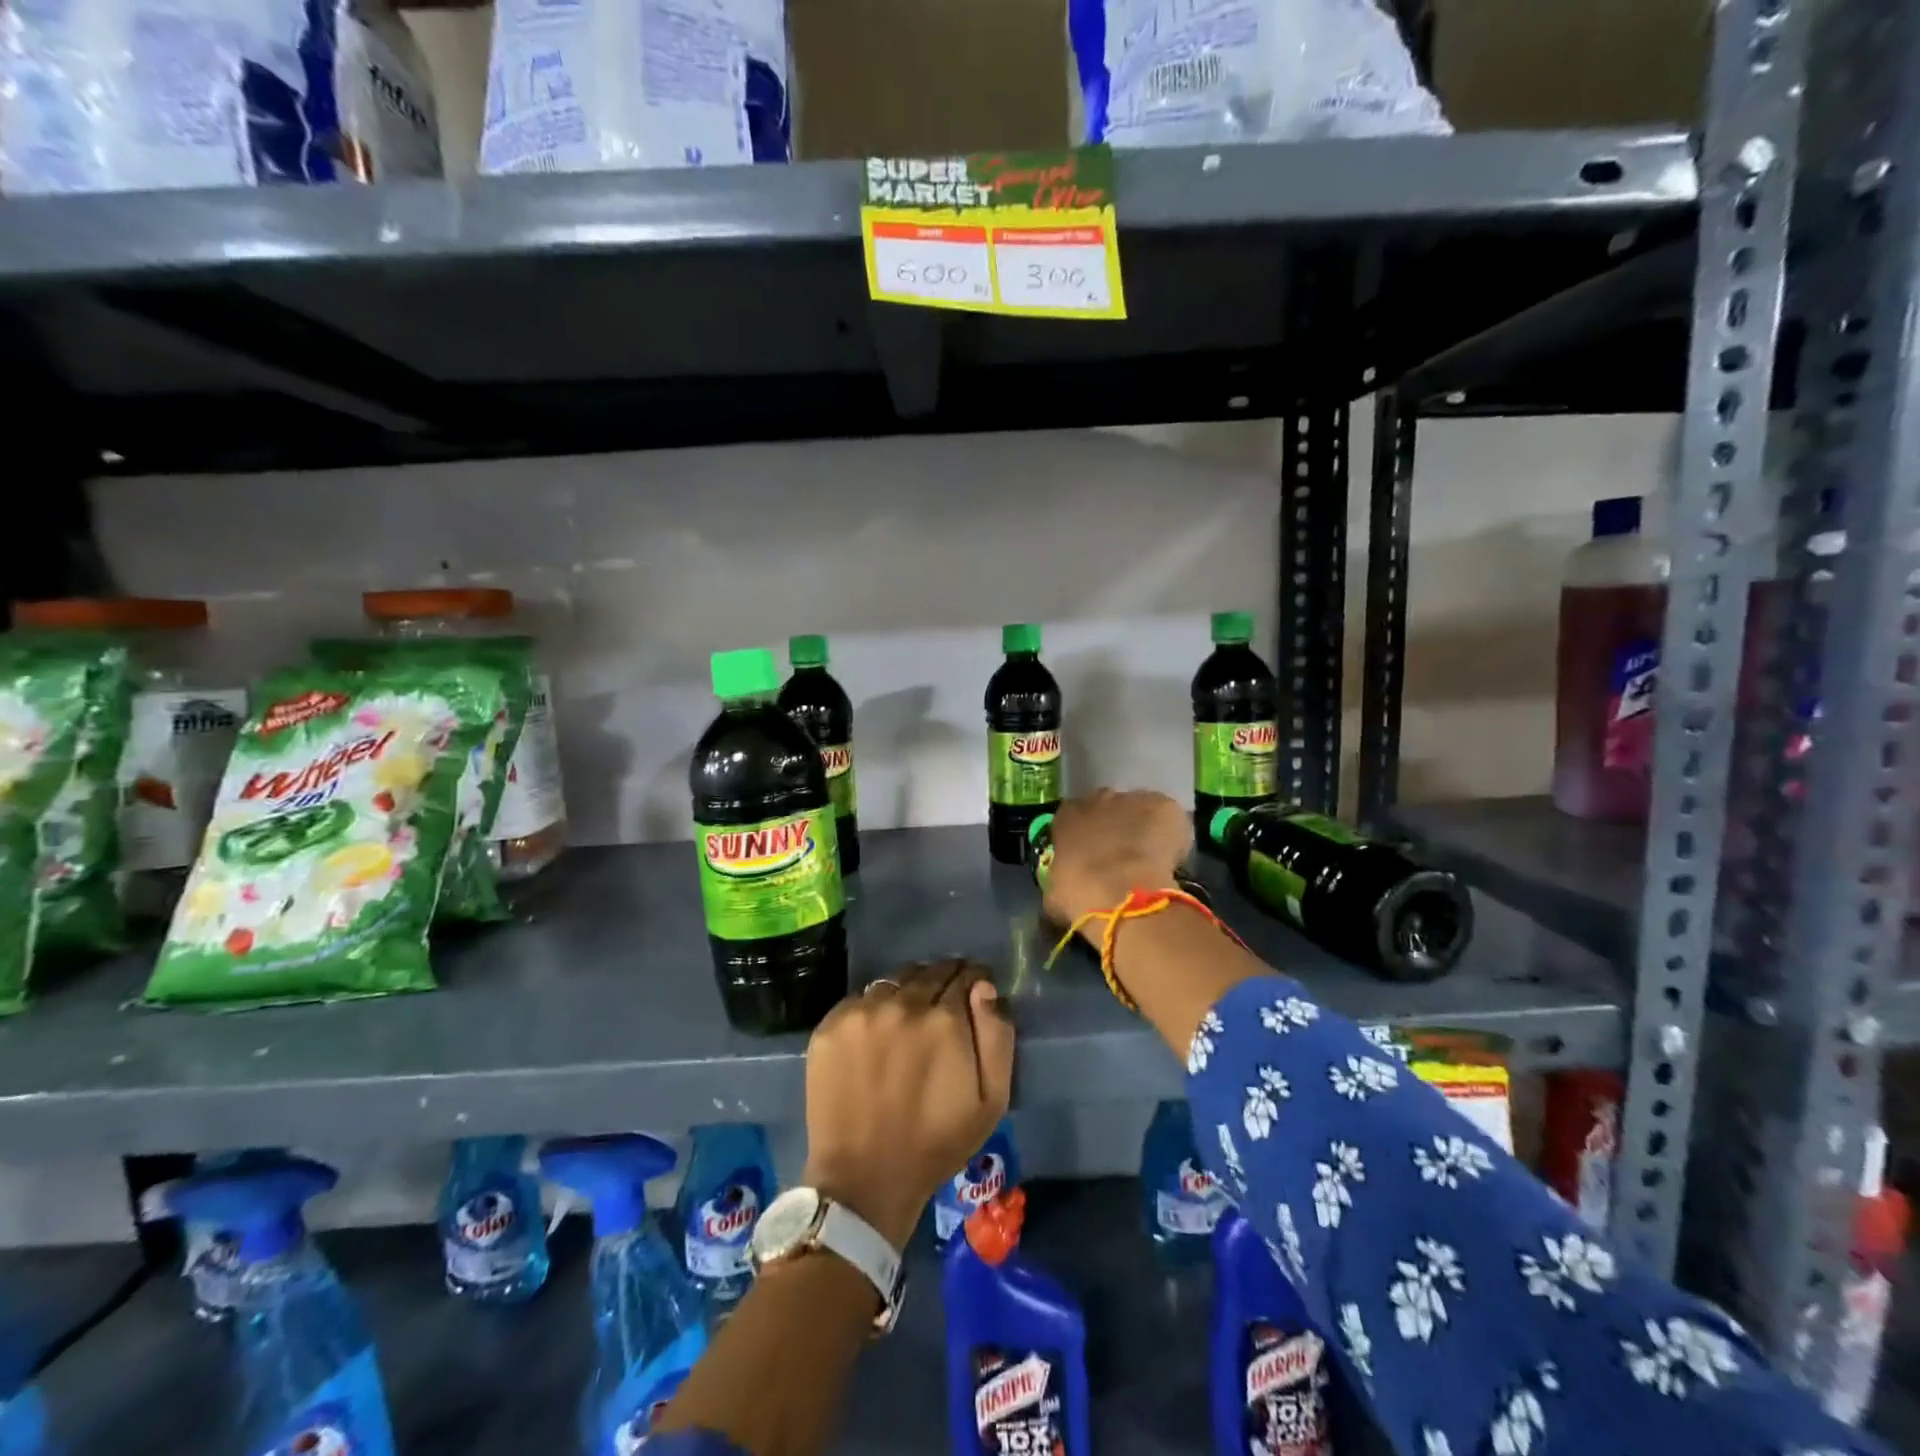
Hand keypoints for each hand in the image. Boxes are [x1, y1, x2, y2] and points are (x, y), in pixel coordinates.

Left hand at [801, 959, 1015, 1250]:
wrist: (864, 1179)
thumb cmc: (936, 1143)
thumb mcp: (991, 1100)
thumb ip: (997, 1035)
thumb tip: (985, 987)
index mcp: (944, 1019)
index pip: (965, 975)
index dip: (974, 982)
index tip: (974, 996)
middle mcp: (902, 1003)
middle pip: (930, 972)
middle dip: (943, 982)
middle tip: (943, 1008)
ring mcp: (861, 1012)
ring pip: (894, 982)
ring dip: (908, 993)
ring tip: (908, 1022)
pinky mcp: (830, 1025)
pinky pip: (861, 1000)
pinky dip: (874, 1009)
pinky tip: (876, 1037)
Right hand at [1042, 789, 1192, 936]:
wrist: (1122, 892)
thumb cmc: (1080, 894)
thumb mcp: (1056, 893)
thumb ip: (1060, 880)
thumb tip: (1063, 889)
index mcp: (1067, 816)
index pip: (1074, 819)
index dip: (1086, 838)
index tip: (1093, 858)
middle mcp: (1098, 799)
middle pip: (1108, 809)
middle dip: (1115, 829)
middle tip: (1122, 859)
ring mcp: (1133, 799)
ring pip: (1140, 811)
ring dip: (1143, 830)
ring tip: (1151, 862)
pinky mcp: (1163, 805)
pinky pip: (1168, 818)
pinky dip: (1172, 835)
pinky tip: (1171, 859)